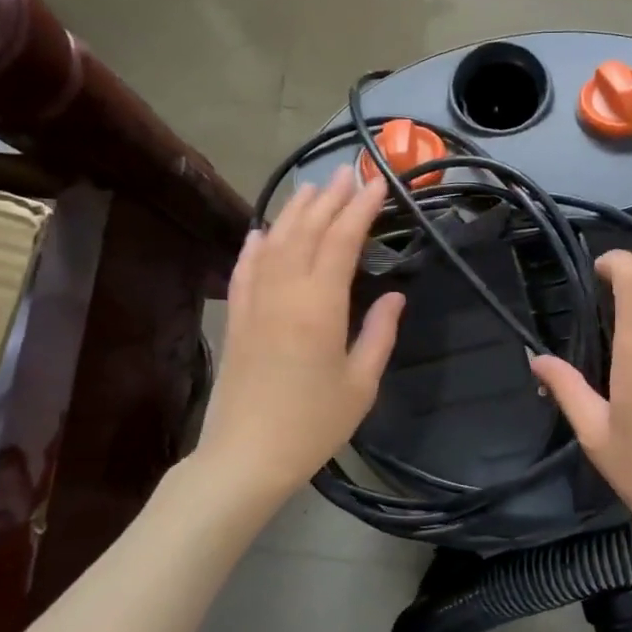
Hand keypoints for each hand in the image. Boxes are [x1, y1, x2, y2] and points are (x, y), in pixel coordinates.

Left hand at [197, 168, 404, 506]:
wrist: (246, 456)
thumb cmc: (312, 424)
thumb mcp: (361, 384)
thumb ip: (379, 333)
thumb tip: (394, 295)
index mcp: (319, 306)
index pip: (341, 241)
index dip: (361, 209)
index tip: (377, 183)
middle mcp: (284, 293)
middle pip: (306, 232)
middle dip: (330, 199)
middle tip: (348, 174)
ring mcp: (255, 304)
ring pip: (274, 244)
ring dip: (294, 213)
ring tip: (312, 189)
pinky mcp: (237, 320)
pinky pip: (245, 271)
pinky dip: (255, 246)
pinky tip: (261, 231)